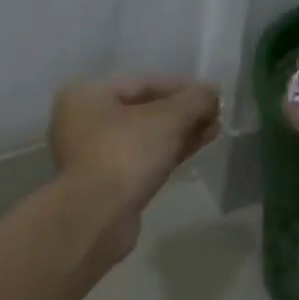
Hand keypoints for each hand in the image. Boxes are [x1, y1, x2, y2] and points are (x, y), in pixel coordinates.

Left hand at [50, 76, 221, 257]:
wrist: (98, 216)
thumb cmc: (126, 153)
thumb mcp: (167, 119)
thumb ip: (194, 100)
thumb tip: (212, 93)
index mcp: (86, 95)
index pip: (141, 83)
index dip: (181, 87)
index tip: (211, 94)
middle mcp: (82, 121)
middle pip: (141, 111)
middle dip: (181, 113)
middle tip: (215, 114)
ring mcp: (92, 156)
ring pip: (143, 137)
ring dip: (178, 133)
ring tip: (213, 131)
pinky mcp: (104, 184)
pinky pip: (140, 160)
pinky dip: (166, 153)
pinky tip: (194, 149)